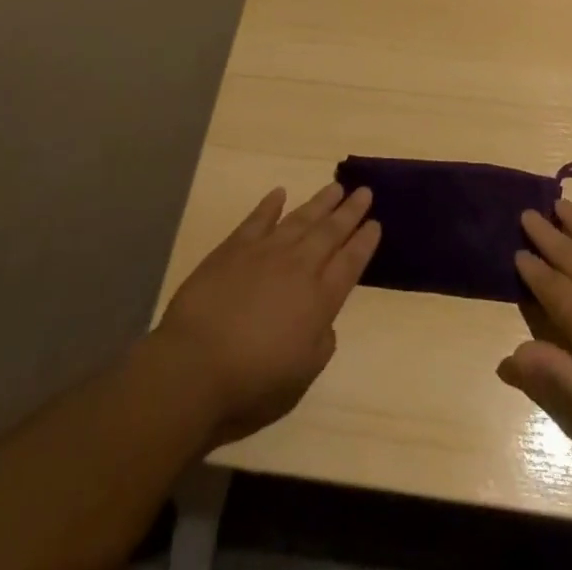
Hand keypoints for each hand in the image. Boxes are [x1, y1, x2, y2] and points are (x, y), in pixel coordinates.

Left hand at [153, 182, 379, 446]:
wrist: (195, 366)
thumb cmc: (252, 384)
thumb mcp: (301, 378)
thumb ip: (320, 345)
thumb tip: (324, 322)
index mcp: (320, 300)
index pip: (350, 263)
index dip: (364, 242)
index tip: (376, 223)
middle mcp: (299, 267)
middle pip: (331, 232)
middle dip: (350, 212)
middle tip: (364, 191)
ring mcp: (267, 252)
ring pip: (301, 218)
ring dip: (320, 202)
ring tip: (336, 187)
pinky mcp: (235, 247)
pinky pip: (258, 219)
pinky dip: (271, 204)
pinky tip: (280, 193)